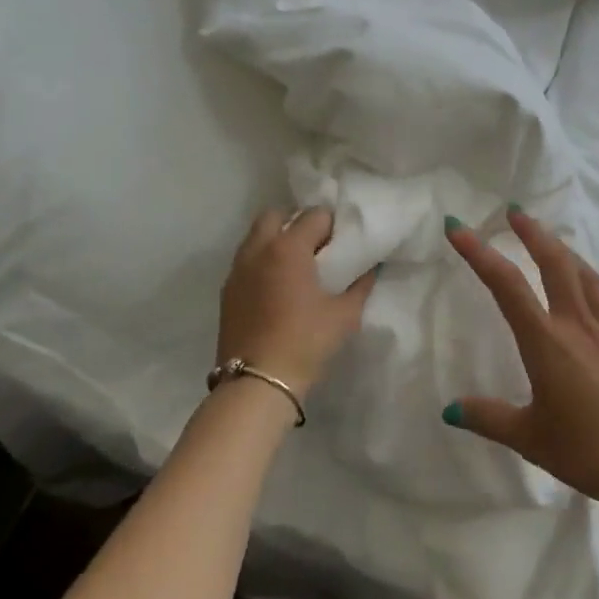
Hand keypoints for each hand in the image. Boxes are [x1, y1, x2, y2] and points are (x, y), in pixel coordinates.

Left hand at [216, 207, 374, 399]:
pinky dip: (261, 262)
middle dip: (296, 223)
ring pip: (256, 237)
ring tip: (296, 267)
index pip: (314, 216)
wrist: (257, 383)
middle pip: (275, 215)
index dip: (332, 225)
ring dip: (275, 241)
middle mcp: (258, 250)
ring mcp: (237, 270)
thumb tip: (372, 267)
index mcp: (288, 248)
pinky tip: (277, 287)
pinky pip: (246, 262)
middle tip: (316, 248)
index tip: (342, 243)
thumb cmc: (306, 342)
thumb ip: (361, 285)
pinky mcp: (227, 291)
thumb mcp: (345, 315)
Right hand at [443, 208, 598, 512]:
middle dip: (531, 233)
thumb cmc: (590, 452)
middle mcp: (577, 325)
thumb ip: (489, 418)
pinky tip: (589, 279)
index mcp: (546, 343)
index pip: (506, 286)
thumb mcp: (531, 439)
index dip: (479, 253)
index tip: (458, 228)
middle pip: (553, 263)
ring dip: (561, 248)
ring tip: (547, 237)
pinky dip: (590, 277)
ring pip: (582, 273)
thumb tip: (450, 410)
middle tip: (514, 210)